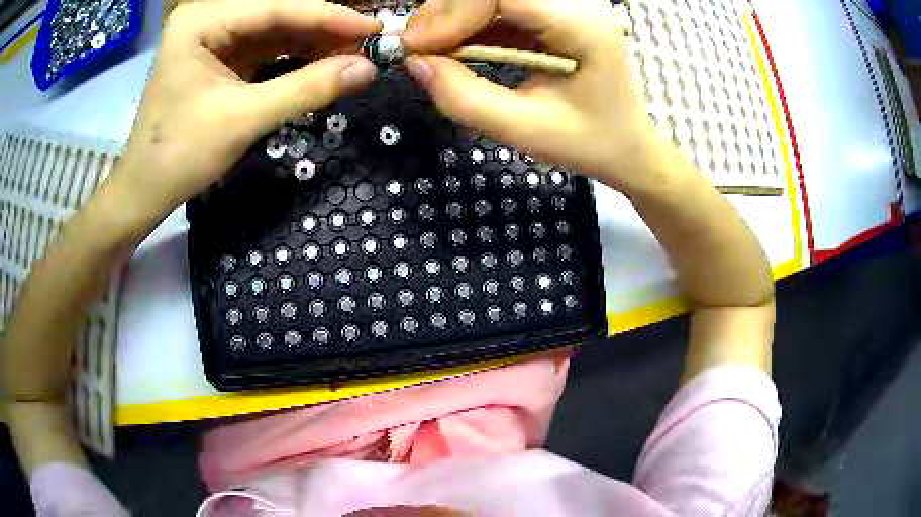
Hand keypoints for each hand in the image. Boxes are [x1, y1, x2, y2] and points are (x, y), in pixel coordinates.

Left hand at [117, 0, 380, 209]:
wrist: (145, 190)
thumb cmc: (179, 155)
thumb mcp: (244, 119)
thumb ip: (306, 89)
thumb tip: (367, 69)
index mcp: (201, 21)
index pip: (275, 8)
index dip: (329, 16)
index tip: (374, 28)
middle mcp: (207, 18)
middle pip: (276, 14)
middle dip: (323, 30)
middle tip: (368, 44)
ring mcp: (212, 36)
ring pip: (274, 30)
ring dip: (313, 43)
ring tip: (354, 55)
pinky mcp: (219, 56)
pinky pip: (265, 49)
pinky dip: (295, 57)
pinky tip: (323, 62)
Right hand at [402, 0, 654, 191]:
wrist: (627, 145)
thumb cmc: (589, 141)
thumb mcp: (525, 129)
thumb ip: (465, 97)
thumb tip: (416, 63)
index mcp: (581, 25)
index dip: (453, 11)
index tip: (419, 46)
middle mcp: (577, 2)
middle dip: (448, 12)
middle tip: (419, 48)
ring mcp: (566, 4)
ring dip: (454, 16)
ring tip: (432, 50)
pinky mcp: (554, 11)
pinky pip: (500, 5)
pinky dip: (470, 23)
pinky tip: (456, 46)